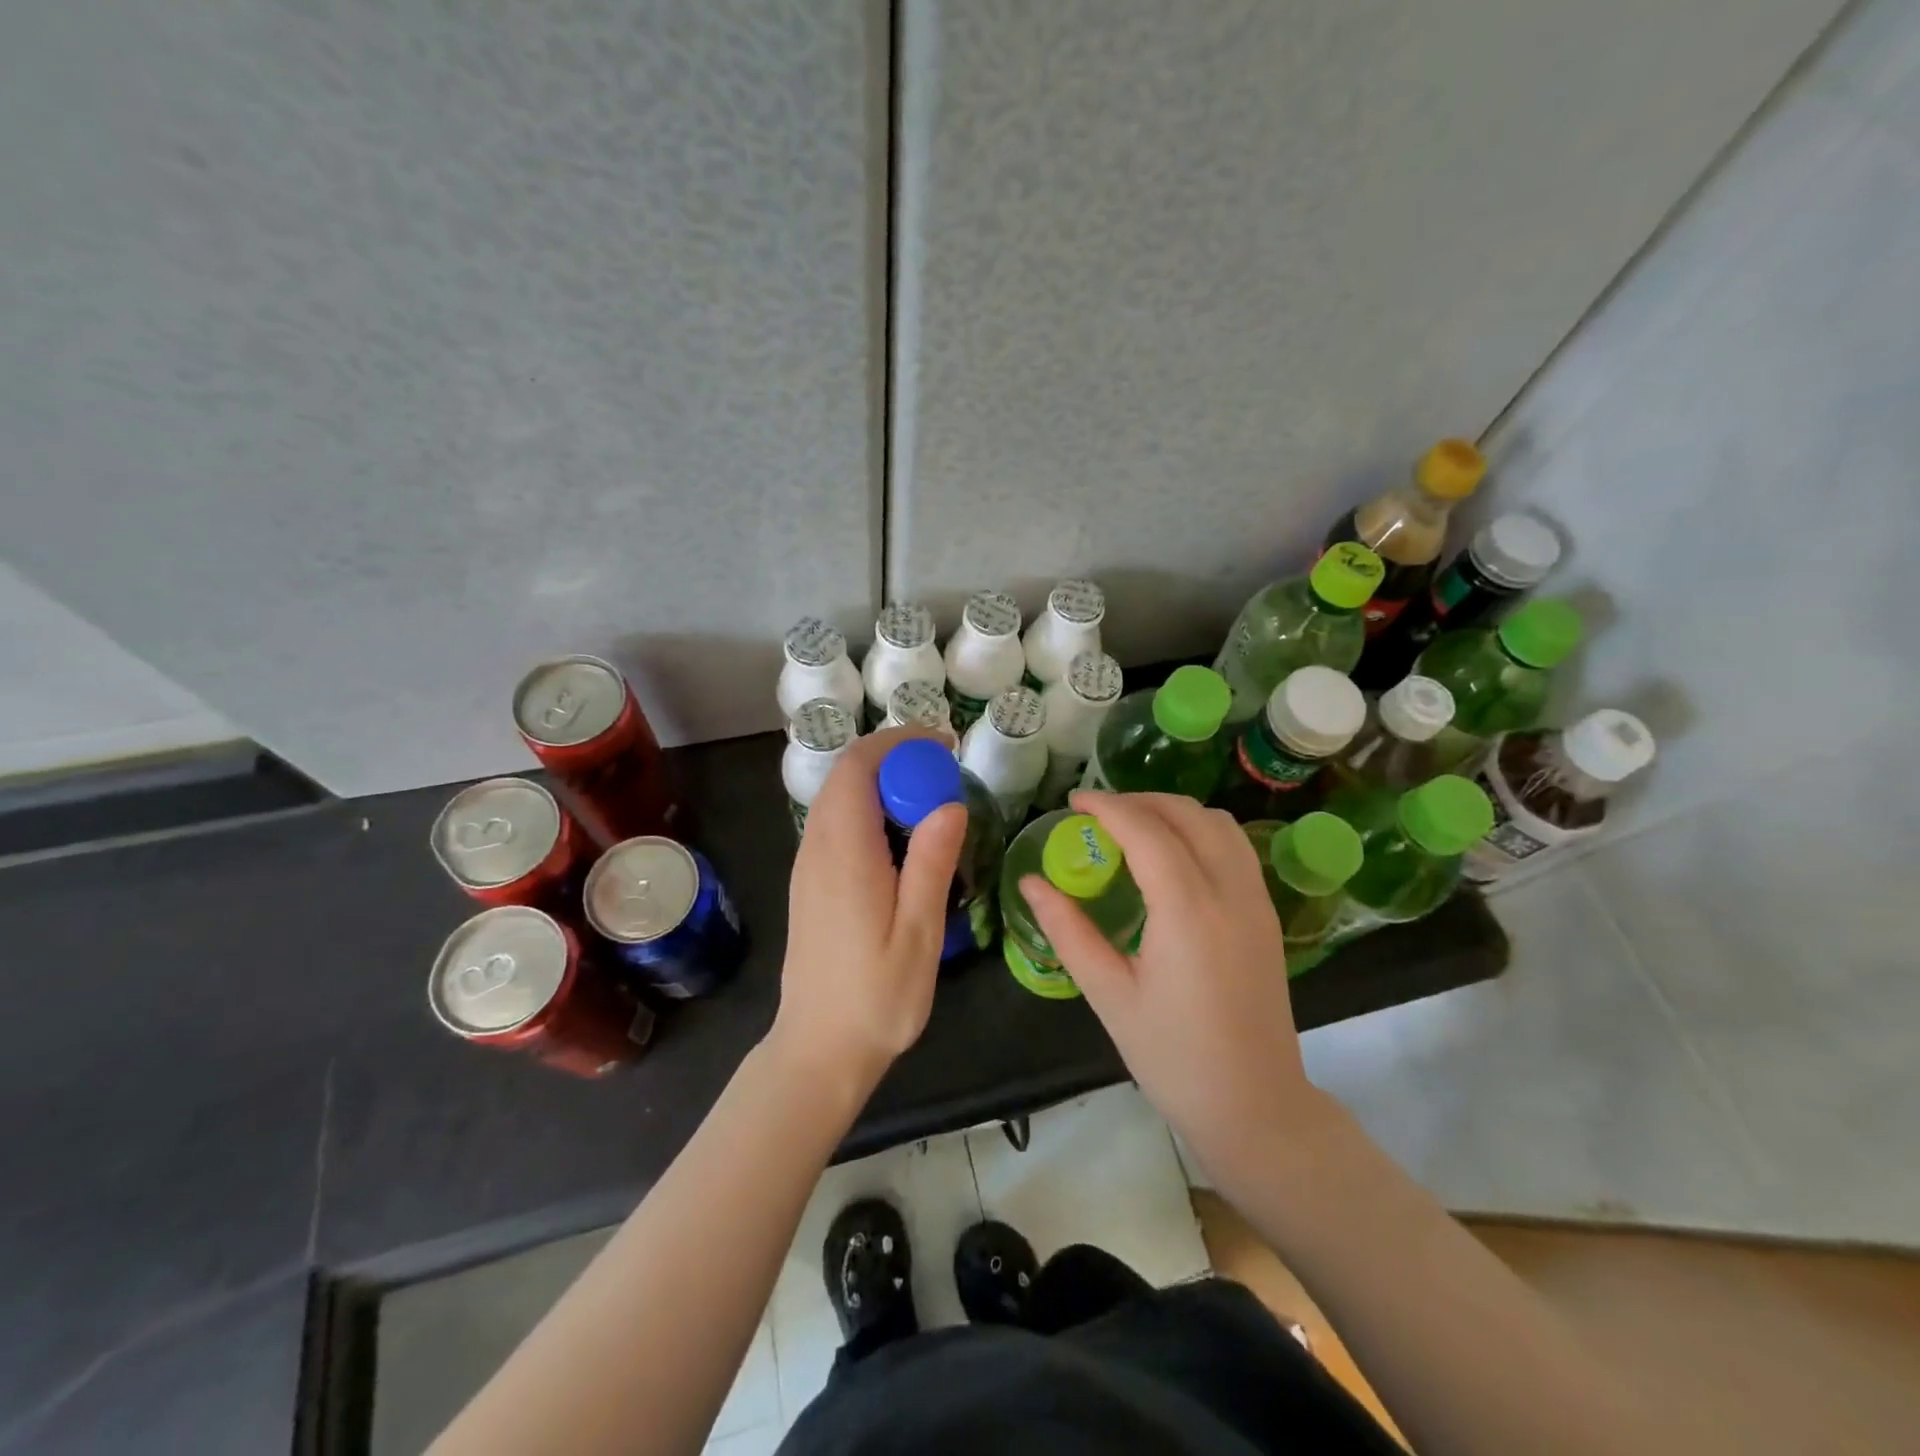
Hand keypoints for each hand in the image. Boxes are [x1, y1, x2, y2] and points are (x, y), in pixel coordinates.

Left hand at [771, 727, 966, 1095]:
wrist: (819, 1048)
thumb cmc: (876, 997)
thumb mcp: (918, 933)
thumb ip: (931, 862)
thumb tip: (949, 802)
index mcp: (844, 853)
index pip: (858, 767)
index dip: (899, 742)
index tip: (944, 746)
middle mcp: (817, 849)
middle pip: (847, 776)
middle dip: (895, 758)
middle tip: (945, 775)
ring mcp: (808, 865)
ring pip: (840, 798)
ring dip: (883, 783)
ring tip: (931, 802)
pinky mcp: (810, 882)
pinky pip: (837, 823)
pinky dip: (870, 809)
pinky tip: (903, 840)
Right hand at [1020, 791, 1331, 1183]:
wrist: (1255, 1107)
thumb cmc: (1173, 1056)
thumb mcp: (1109, 995)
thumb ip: (1068, 931)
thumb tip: (1031, 883)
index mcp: (1187, 910)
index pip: (1147, 831)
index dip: (1107, 807)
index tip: (1073, 802)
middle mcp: (1229, 892)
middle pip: (1187, 814)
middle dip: (1140, 801)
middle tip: (1098, 814)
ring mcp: (1256, 902)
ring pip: (1219, 824)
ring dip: (1174, 812)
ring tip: (1134, 827)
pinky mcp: (1267, 916)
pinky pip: (1235, 848)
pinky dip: (1199, 831)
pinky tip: (1172, 857)